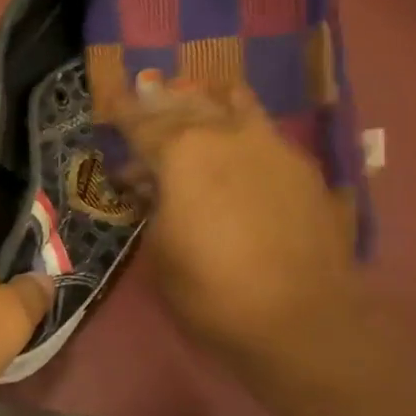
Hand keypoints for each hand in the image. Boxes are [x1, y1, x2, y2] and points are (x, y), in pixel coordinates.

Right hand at [108, 71, 361, 384]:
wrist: (302, 318)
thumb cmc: (211, 291)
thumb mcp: (159, 254)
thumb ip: (151, 208)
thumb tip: (147, 186)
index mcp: (182, 153)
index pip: (142, 122)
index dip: (122, 112)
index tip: (109, 100)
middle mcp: (227, 135)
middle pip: (187, 104)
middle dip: (162, 101)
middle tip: (146, 97)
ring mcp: (273, 146)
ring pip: (235, 105)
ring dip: (208, 103)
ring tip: (197, 102)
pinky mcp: (306, 168)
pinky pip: (265, 133)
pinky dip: (243, 131)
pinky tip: (240, 147)